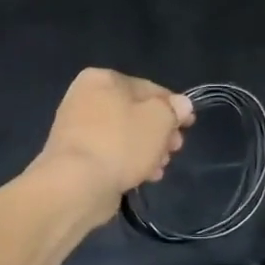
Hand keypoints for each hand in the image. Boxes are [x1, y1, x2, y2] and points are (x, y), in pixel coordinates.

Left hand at [35, 69, 193, 224]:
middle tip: (175, 149)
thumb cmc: (120, 143)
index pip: (148, 88)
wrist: (75, 185)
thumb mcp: (159, 120)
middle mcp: (86, 98)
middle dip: (160, 132)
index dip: (173, 106)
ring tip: (160, 167)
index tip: (189, 125)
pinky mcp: (76, 156)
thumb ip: (173, 109)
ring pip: (125, 135)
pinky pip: (111, 153)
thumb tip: (181, 104)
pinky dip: (128, 162)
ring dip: (147, 150)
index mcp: (102, 79)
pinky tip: (145, 177)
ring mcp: (78, 128)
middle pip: (135, 113)